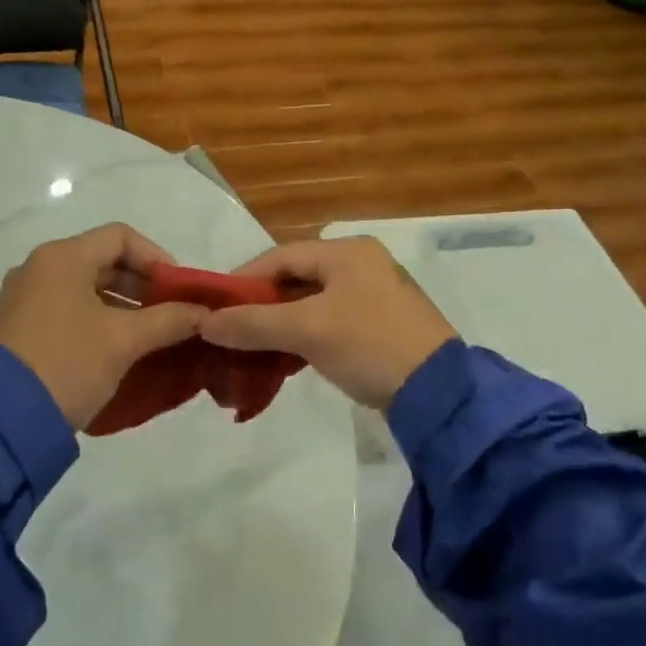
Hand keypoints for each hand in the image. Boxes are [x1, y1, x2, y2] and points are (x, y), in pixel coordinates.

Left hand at [0, 224, 208, 430]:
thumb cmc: (67, 363)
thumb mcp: (124, 340)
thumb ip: (169, 320)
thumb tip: (204, 313)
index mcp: (62, 257)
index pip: (121, 237)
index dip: (157, 258)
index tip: (179, 290)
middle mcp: (39, 268)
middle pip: (103, 261)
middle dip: (143, 286)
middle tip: (171, 314)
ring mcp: (24, 299)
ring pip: (85, 288)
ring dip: (123, 306)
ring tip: (151, 336)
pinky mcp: (18, 328)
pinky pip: (67, 310)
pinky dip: (97, 320)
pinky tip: (118, 349)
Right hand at [197, 237, 457, 410]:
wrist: (440, 394)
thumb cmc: (370, 345)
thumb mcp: (308, 331)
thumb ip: (254, 324)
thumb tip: (204, 323)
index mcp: (348, 251)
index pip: (281, 256)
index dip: (244, 280)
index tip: (214, 308)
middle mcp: (361, 263)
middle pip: (296, 278)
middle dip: (261, 305)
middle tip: (230, 331)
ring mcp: (374, 294)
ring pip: (311, 302)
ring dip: (281, 324)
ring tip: (250, 349)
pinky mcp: (380, 325)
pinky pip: (330, 321)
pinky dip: (304, 337)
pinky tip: (285, 359)